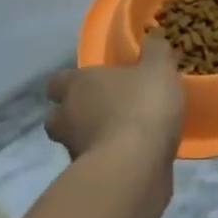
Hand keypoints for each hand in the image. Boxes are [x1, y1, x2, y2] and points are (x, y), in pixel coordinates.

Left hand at [45, 37, 186, 161]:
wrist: (135, 167)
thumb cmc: (142, 106)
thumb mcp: (159, 68)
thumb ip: (155, 51)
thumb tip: (153, 38)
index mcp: (77, 85)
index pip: (59, 81)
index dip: (73, 82)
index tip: (94, 82)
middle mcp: (67, 117)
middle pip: (60, 115)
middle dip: (78, 114)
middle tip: (107, 110)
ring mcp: (74, 151)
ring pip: (77, 141)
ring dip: (94, 138)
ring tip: (125, 135)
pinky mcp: (88, 179)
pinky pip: (97, 164)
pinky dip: (110, 161)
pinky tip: (134, 157)